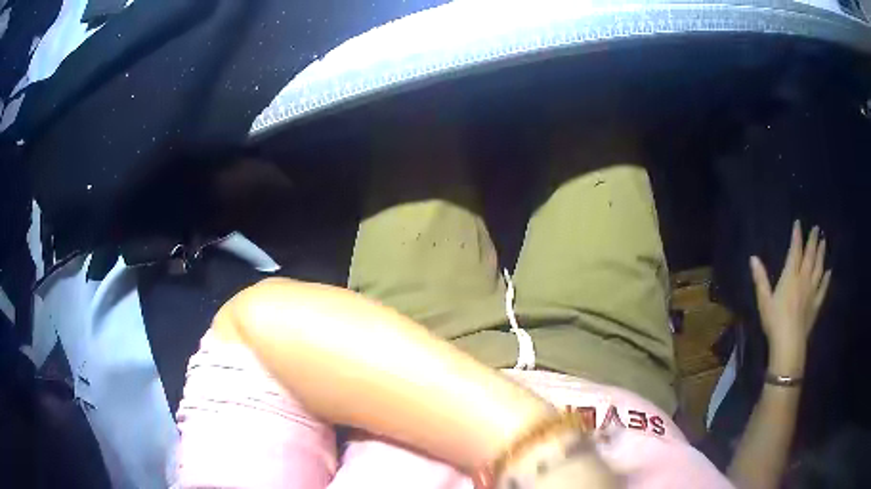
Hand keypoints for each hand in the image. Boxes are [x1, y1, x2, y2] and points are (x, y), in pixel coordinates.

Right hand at [749, 221, 831, 375]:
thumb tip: (753, 258)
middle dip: (813, 241)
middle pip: (810, 256)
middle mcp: (803, 279)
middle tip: (816, 228)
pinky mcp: (816, 304)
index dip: (797, 236)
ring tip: (823, 242)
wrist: (789, 343)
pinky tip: (829, 271)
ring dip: (821, 254)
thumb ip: (760, 279)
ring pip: (818, 268)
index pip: (795, 251)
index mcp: (790, 276)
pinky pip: (823, 288)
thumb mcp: (764, 301)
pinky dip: (826, 278)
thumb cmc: (774, 321)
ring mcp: (812, 291)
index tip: (798, 223)